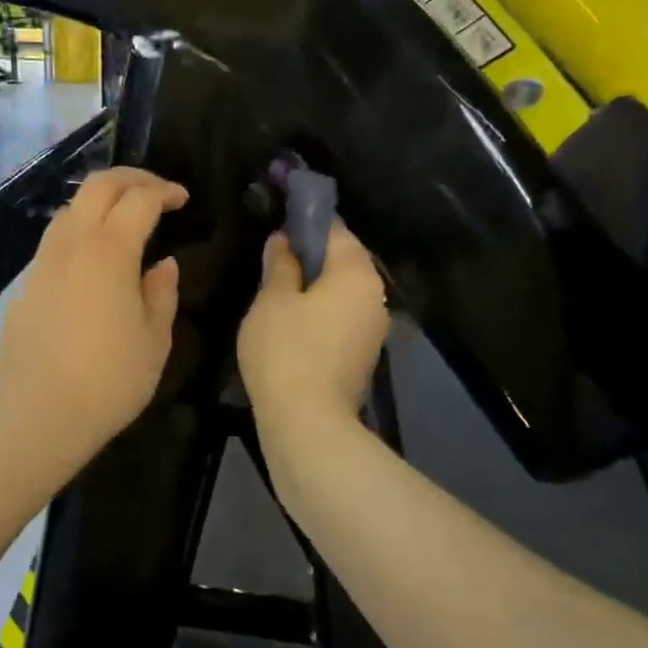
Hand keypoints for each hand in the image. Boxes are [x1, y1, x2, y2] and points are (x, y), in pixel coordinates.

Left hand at [0, 167, 186, 476]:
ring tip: (124, 218)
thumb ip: (162, 292)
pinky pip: (54, 241)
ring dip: (100, 200)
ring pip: (70, 208)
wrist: (40, 419)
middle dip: (132, 178)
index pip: (139, 199)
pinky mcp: (24, 285)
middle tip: (157, 192)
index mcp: (109, 252)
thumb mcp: (155, 340)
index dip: (165, 191)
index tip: (183, 199)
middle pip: (98, 186)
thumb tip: (162, 264)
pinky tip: (92, 259)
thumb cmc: (110, 382)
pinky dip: (79, 230)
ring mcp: (42, 263)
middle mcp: (71, 245)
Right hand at [238, 222, 388, 444]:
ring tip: (280, 297)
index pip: (335, 230)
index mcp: (356, 272)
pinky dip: (323, 315)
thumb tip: (284, 240)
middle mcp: (375, 294)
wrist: (309, 421)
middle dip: (312, 259)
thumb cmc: (286, 349)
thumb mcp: (272, 299)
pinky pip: (344, 319)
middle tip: (274, 266)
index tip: (278, 232)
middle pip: (344, 261)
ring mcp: (375, 327)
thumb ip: (280, 263)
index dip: (305, 225)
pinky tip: (295, 327)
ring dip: (317, 289)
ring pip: (344, 293)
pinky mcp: (365, 355)